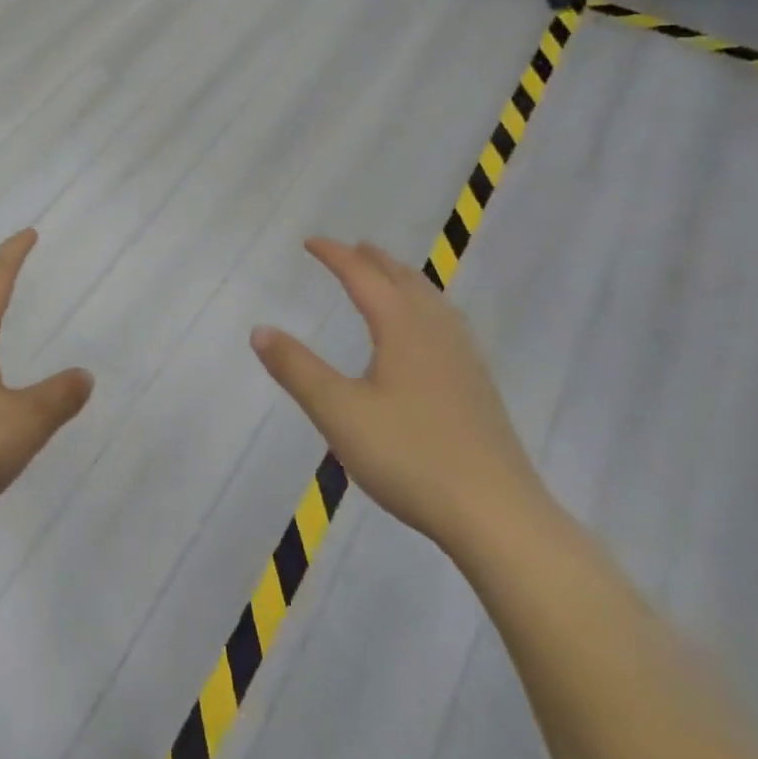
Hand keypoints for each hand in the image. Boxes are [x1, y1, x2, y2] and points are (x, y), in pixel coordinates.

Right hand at [251, 238, 545, 552]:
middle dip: (373, 260)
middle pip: (403, 280)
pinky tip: (429, 332)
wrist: (498, 516)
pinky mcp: (479, 386)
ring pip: (431, 300)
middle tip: (350, 249)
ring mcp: (464, 358)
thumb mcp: (339, 412)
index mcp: (401, 327)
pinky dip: (427, 306)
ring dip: (403, 279)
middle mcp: (436, 330)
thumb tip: (260, 330)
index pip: (363, 276)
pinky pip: (448, 322)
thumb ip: (297, 369)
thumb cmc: (410, 456)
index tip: (310, 242)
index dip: (335, 255)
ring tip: (389, 277)